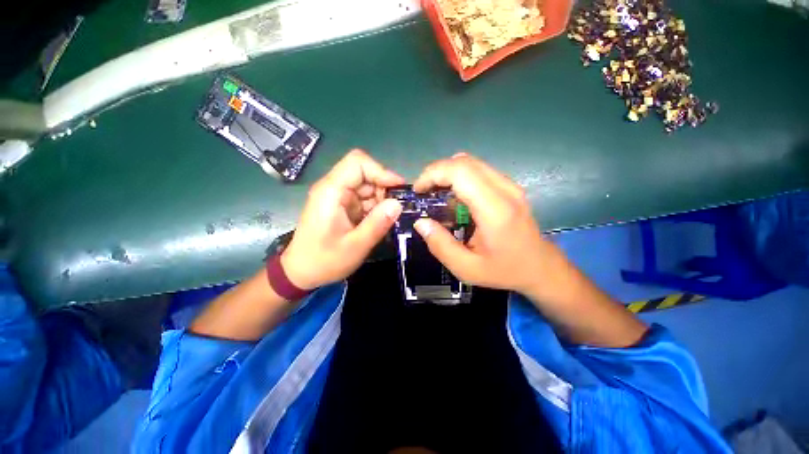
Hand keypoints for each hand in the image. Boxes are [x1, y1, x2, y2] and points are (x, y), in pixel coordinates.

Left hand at [281, 150, 404, 290]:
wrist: (301, 272)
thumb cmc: (324, 261)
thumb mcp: (355, 246)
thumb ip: (377, 224)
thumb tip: (398, 204)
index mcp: (331, 191)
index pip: (358, 162)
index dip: (381, 171)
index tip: (399, 189)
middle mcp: (333, 188)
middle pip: (365, 173)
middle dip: (384, 188)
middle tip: (396, 209)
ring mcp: (338, 196)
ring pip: (367, 186)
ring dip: (381, 199)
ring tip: (389, 219)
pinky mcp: (342, 206)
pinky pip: (364, 198)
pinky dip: (375, 207)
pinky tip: (380, 221)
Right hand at [412, 154, 566, 298]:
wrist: (540, 267)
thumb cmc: (504, 270)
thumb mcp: (467, 268)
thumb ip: (440, 246)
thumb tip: (421, 222)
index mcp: (494, 210)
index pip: (460, 172)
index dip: (433, 174)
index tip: (419, 190)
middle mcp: (505, 190)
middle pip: (464, 162)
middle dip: (436, 172)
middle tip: (424, 192)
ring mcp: (510, 185)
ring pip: (471, 162)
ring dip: (447, 173)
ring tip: (436, 193)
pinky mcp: (509, 186)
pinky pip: (479, 170)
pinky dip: (459, 176)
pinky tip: (455, 196)